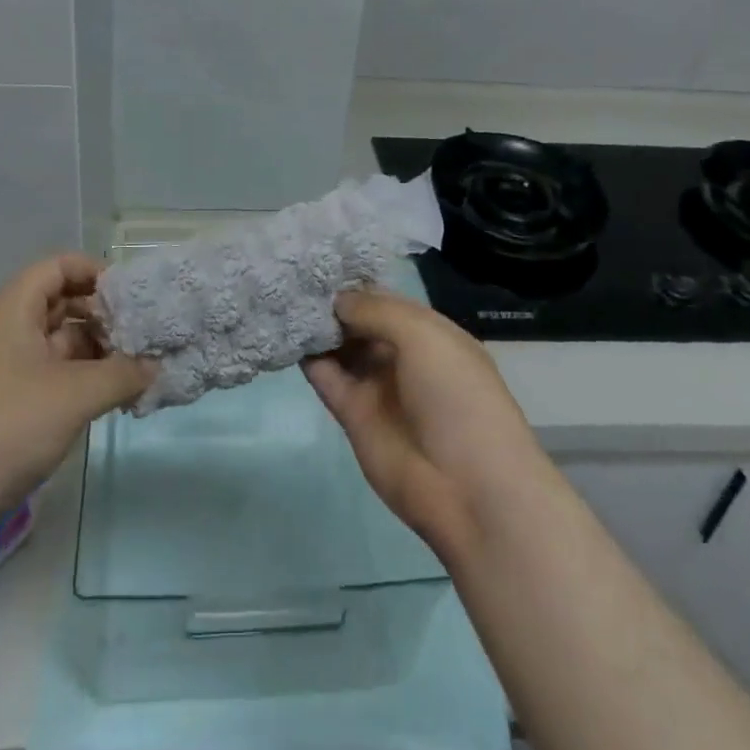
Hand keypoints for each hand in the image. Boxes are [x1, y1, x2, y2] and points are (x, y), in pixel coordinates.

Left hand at [0, 254, 154, 532]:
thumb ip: (123, 374)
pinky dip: (86, 377)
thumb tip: (156, 366)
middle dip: (104, 315)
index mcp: (15, 308)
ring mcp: (9, 366)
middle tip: (143, 333)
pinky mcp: (12, 400)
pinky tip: (118, 394)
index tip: (131, 296)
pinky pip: (56, 373)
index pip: (59, 266)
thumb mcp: (77, 394)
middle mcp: (10, 328)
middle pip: (63, 302)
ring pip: (62, 341)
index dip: (96, 272)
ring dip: (100, 350)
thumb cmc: (10, 424)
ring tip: (140, 366)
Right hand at [303, 288, 549, 563]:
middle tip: (291, 278)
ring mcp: (378, 387)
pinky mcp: (354, 416)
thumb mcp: (423, 335)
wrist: (467, 486)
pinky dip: (309, 358)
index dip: (356, 284)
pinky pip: (327, 378)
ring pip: (341, 349)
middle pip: (360, 322)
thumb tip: (336, 300)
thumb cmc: (455, 395)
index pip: (385, 300)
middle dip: (331, 303)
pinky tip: (286, 335)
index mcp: (430, 334)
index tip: (318, 263)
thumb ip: (374, 310)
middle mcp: (403, 356)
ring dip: (317, 328)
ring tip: (281, 300)